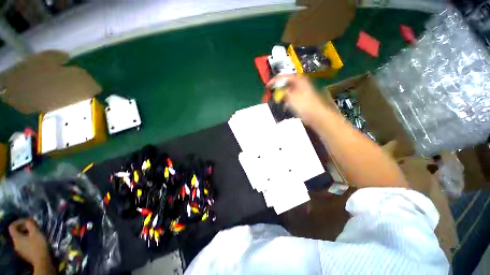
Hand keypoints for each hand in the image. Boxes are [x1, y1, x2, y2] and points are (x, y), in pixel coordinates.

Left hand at [9, 219, 49, 266]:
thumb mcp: (36, 233)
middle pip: (16, 233)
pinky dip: (28, 240)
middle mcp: (15, 243)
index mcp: (16, 238)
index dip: (18, 222)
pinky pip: (24, 244)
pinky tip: (35, 241)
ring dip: (27, 234)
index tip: (27, 220)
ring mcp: (20, 250)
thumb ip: (30, 225)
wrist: (42, 261)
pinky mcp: (24, 253)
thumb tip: (28, 220)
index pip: (12, 226)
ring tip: (35, 233)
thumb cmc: (38, 245)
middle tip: (33, 226)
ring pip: (20, 239)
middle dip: (24, 228)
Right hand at [267, 75, 326, 124]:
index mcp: (298, 80)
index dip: (274, 80)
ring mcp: (300, 91)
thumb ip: (282, 92)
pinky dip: (285, 100)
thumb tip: (277, 91)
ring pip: (287, 90)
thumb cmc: (304, 104)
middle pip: (285, 83)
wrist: (316, 115)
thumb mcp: (291, 97)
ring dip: (280, 95)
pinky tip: (282, 105)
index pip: (283, 76)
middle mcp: (299, 84)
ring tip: (275, 99)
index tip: (267, 86)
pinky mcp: (300, 99)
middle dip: (277, 88)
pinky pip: (289, 97)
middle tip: (270, 92)